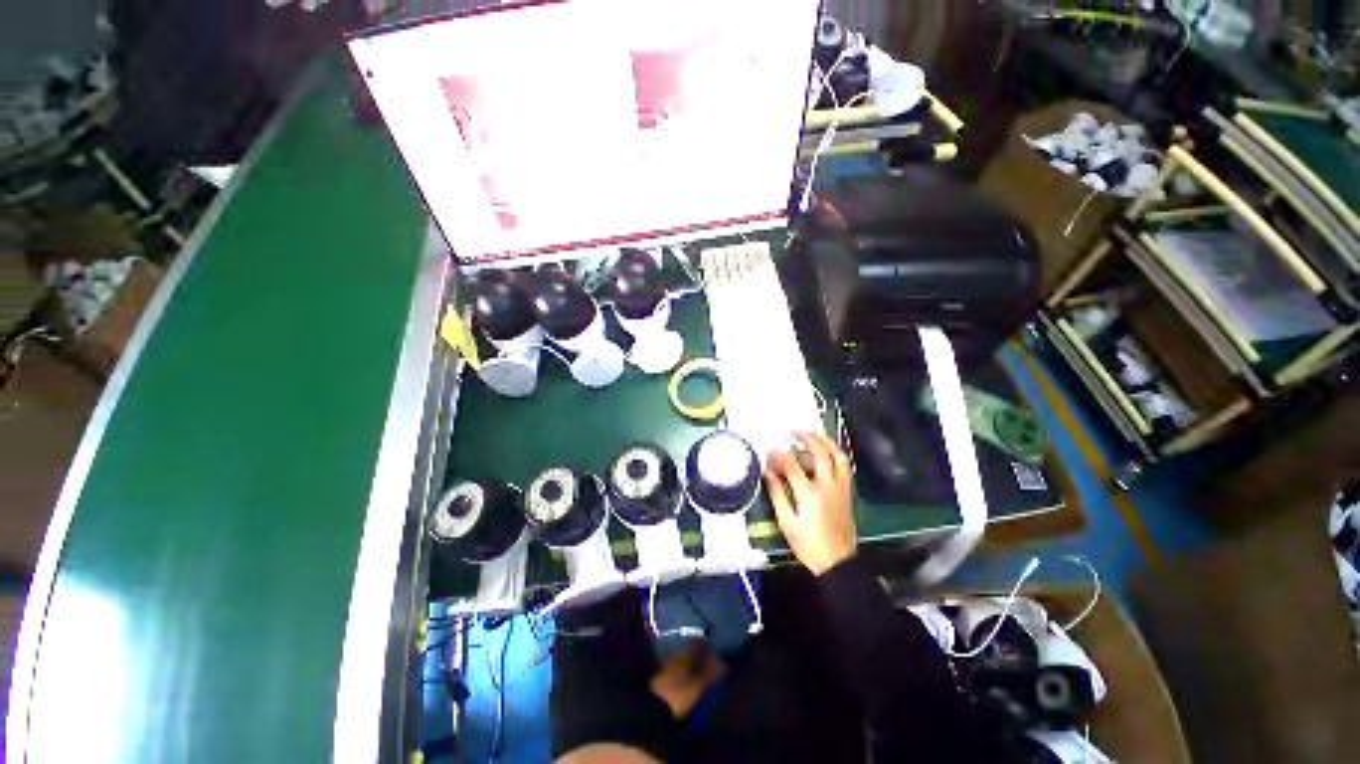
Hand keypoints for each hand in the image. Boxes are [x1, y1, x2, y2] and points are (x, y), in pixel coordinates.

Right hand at [764, 431, 855, 575]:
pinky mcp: (848, 492)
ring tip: (813, 433)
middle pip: (820, 454)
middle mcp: (828, 487)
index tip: (769, 448)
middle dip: (806, 438)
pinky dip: (836, 453)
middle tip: (794, 430)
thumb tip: (768, 473)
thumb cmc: (808, 545)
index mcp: (810, 495)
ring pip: (838, 456)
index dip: (779, 454)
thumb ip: (777, 494)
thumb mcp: (786, 522)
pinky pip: (845, 466)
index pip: (792, 466)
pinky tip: (827, 450)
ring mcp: (841, 488)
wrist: (837, 562)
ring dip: (826, 441)